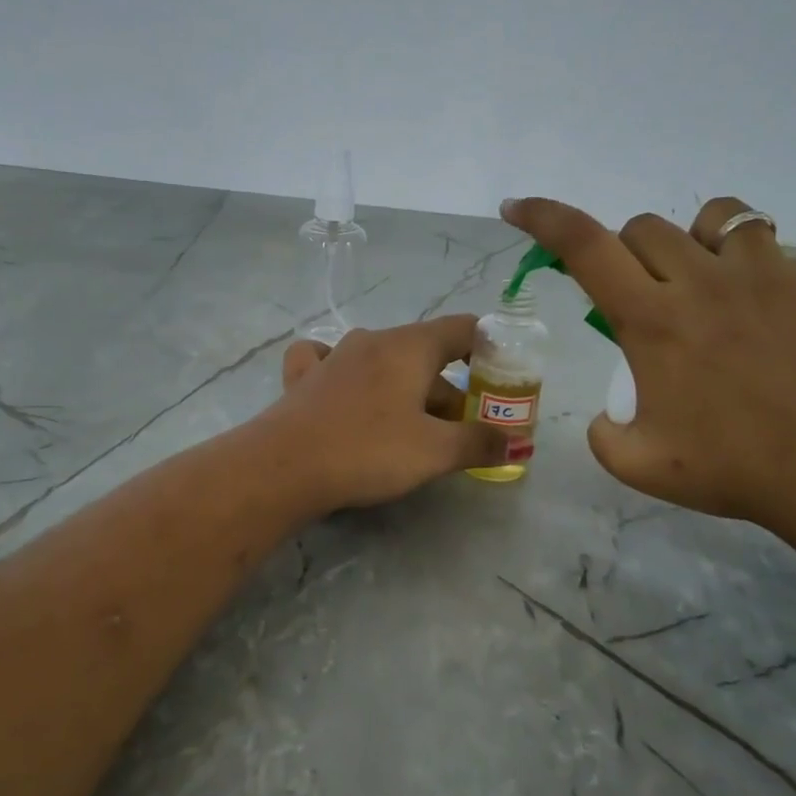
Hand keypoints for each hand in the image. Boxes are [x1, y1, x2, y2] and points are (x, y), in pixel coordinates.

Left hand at [263, 316, 508, 510]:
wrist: (282, 467)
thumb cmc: (367, 451)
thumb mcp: (434, 452)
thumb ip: (478, 442)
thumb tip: (513, 441)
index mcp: (408, 347)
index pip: (462, 328)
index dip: (488, 346)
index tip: (499, 375)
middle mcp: (372, 340)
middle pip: (425, 355)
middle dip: (448, 390)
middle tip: (458, 432)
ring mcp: (334, 356)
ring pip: (384, 363)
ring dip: (406, 391)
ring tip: (413, 430)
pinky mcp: (304, 378)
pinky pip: (333, 363)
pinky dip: (349, 375)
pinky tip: (345, 391)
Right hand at [500, 196, 795, 539]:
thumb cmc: (735, 470)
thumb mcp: (639, 465)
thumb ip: (602, 433)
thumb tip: (607, 412)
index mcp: (652, 321)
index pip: (583, 246)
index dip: (544, 218)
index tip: (519, 208)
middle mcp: (703, 281)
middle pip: (643, 228)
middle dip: (629, 256)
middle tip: (645, 301)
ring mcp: (768, 274)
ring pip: (715, 218)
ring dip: (694, 245)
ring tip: (709, 287)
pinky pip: (774, 254)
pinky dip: (755, 275)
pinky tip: (771, 323)